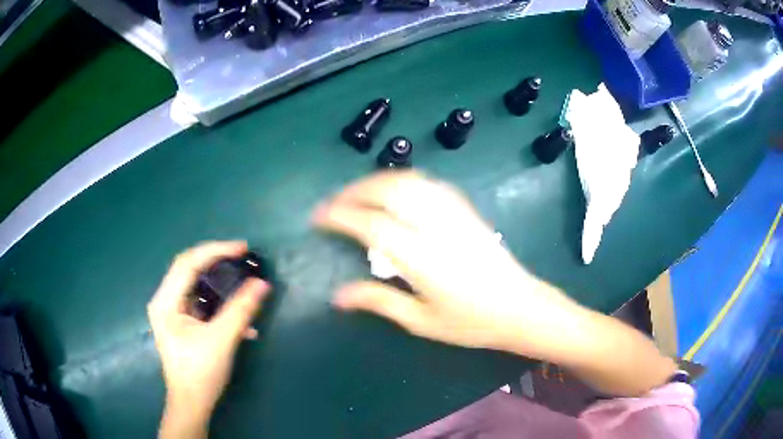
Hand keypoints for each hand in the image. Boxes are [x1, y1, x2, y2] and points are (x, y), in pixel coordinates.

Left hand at [148, 241, 269, 437]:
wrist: (192, 404)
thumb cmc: (200, 373)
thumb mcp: (221, 340)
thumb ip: (241, 310)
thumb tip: (262, 284)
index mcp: (165, 302)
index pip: (187, 263)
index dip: (215, 251)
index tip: (242, 248)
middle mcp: (165, 301)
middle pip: (190, 269)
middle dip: (217, 261)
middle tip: (243, 257)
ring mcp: (173, 312)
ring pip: (197, 284)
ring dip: (221, 282)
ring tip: (244, 280)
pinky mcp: (183, 322)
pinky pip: (202, 302)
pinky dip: (221, 303)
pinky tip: (241, 319)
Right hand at [313, 171, 583, 359]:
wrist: (520, 307)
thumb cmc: (472, 322)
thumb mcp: (421, 321)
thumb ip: (379, 301)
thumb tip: (337, 295)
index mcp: (423, 258)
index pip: (372, 225)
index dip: (340, 216)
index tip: (318, 217)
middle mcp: (437, 227)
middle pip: (389, 191)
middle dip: (354, 191)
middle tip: (333, 203)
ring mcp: (455, 214)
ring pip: (409, 181)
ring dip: (377, 181)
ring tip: (356, 194)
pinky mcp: (466, 210)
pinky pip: (429, 184)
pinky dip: (403, 181)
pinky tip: (393, 191)